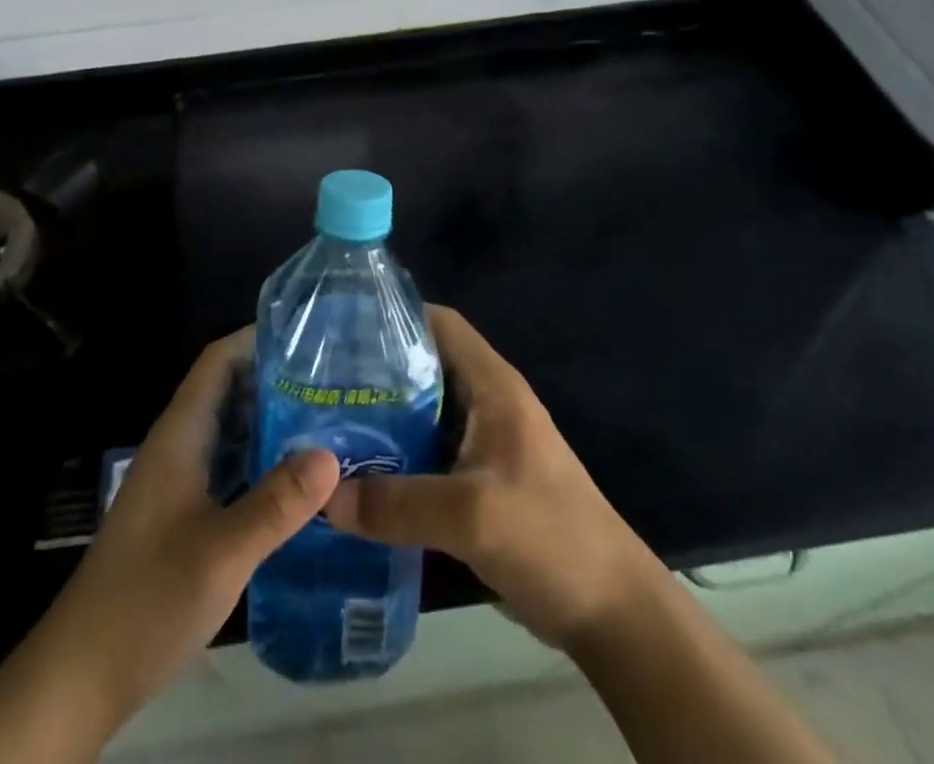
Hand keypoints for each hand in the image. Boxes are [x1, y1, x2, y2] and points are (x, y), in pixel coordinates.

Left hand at [34, 328, 340, 726]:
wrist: (81, 676)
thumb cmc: (147, 599)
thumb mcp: (222, 551)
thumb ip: (277, 503)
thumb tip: (332, 454)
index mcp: (180, 435)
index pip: (218, 361)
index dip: (258, 338)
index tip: (310, 333)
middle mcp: (179, 447)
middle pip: (230, 391)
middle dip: (278, 378)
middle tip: (336, 378)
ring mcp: (180, 482)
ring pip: (232, 432)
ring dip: (274, 420)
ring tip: (331, 418)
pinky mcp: (185, 515)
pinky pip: (231, 468)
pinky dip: (264, 461)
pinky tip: (301, 479)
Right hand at [324, 305, 658, 654]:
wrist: (614, 615)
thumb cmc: (552, 539)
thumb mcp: (471, 516)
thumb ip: (397, 503)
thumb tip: (324, 497)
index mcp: (493, 387)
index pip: (440, 324)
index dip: (395, 316)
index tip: (343, 327)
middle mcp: (486, 406)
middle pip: (424, 369)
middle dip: (375, 374)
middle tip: (319, 387)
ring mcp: (484, 448)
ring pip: (422, 417)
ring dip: (381, 423)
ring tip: (326, 430)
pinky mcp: (479, 487)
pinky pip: (427, 460)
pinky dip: (395, 462)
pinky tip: (357, 481)